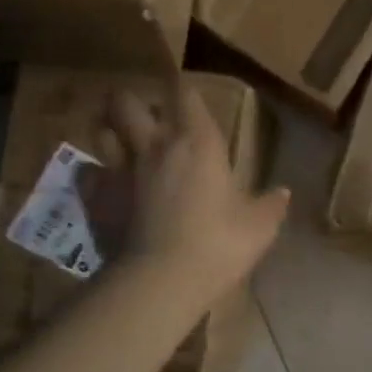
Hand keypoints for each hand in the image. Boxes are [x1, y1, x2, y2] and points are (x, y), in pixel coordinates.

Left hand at [105, 81, 289, 290]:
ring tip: (118, 140)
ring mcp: (120, 171)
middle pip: (127, 102)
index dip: (184, 90)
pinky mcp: (96, 199)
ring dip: (108, 130)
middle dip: (130, 101)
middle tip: (141, 114)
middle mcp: (154, 146)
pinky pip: (87, 174)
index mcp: (198, 143)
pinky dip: (93, 174)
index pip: (186, 95)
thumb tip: (283, 193)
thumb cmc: (218, 245)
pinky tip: (102, 184)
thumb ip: (270, 206)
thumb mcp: (258, 228)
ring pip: (101, 131)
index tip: (187, 94)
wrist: (161, 281)